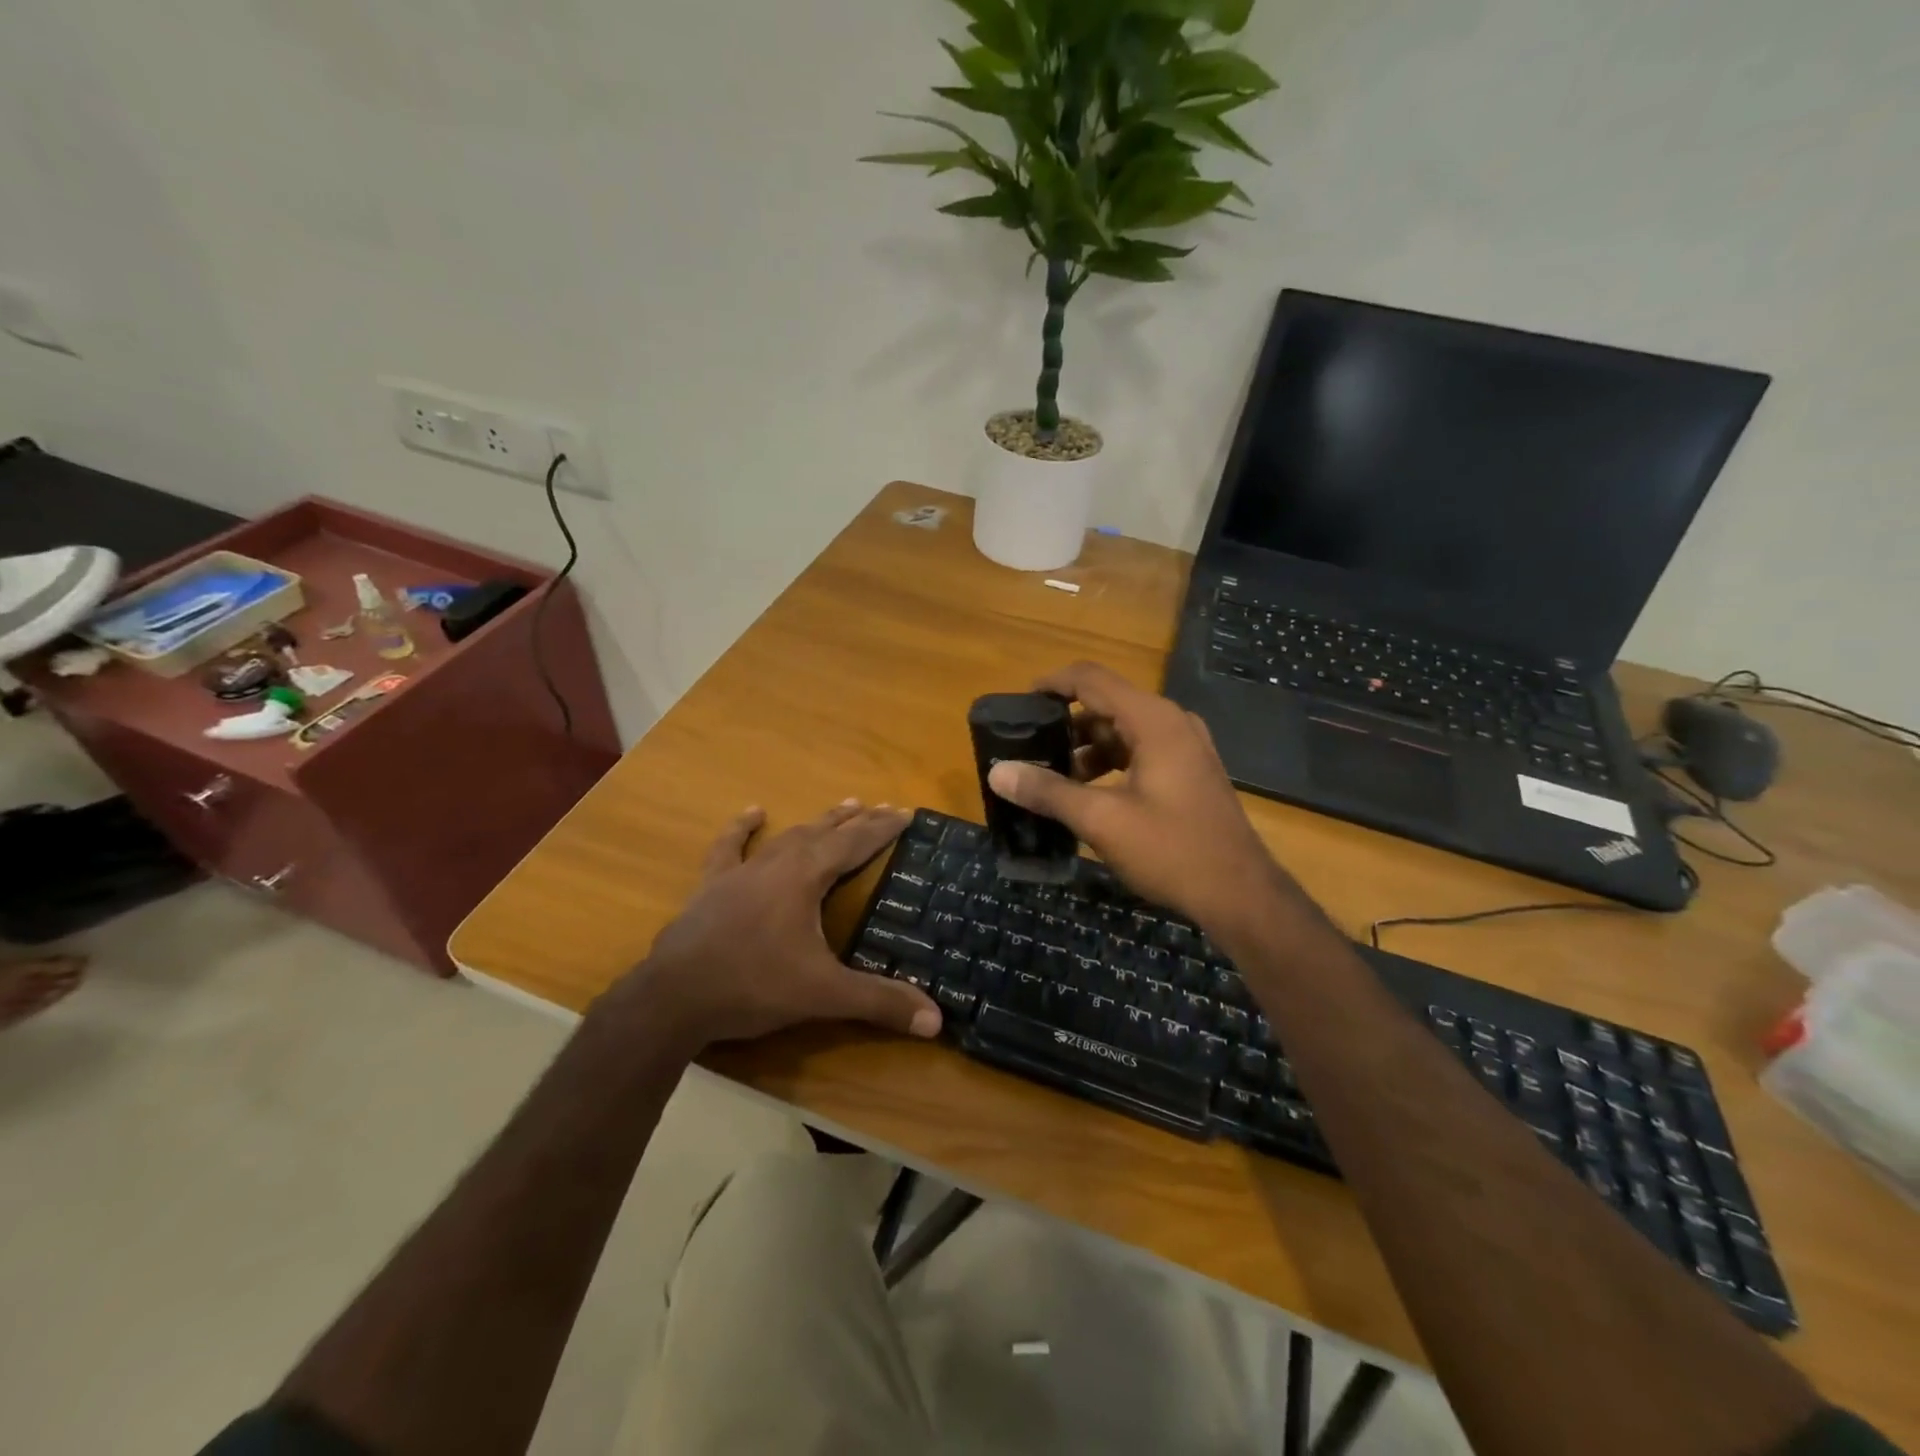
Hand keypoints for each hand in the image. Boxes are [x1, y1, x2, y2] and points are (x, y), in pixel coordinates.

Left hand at [613, 801, 941, 1050]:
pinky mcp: (712, 886)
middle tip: (881, 807)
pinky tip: (753, 812)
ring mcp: (741, 872)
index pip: (855, 843)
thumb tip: (936, 1021)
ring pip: (788, 836)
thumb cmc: (754, 986)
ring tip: (842, 806)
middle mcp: (777, 864)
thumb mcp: (823, 994)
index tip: (905, 811)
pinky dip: (743, 829)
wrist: (674, 997)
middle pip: (825, 833)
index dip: (882, 828)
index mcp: (806, 878)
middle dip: (857, 821)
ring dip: (818, 822)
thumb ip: (879, 1002)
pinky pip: (730, 848)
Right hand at [987, 662, 1288, 934]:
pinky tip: (1089, 794)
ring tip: (1053, 778)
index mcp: (1153, 720)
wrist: (1240, 893)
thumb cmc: (1171, 850)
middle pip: (1107, 704)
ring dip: (1087, 748)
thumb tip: (998, 772)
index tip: (1019, 704)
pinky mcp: (1190, 771)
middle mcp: (1172, 722)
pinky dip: (1110, 763)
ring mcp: (1186, 747)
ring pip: (1124, 731)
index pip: (1091, 679)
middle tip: (1030, 748)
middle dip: (1066, 723)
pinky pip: (1141, 751)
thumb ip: (1048, 791)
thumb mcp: (1101, 820)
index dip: (1052, 684)